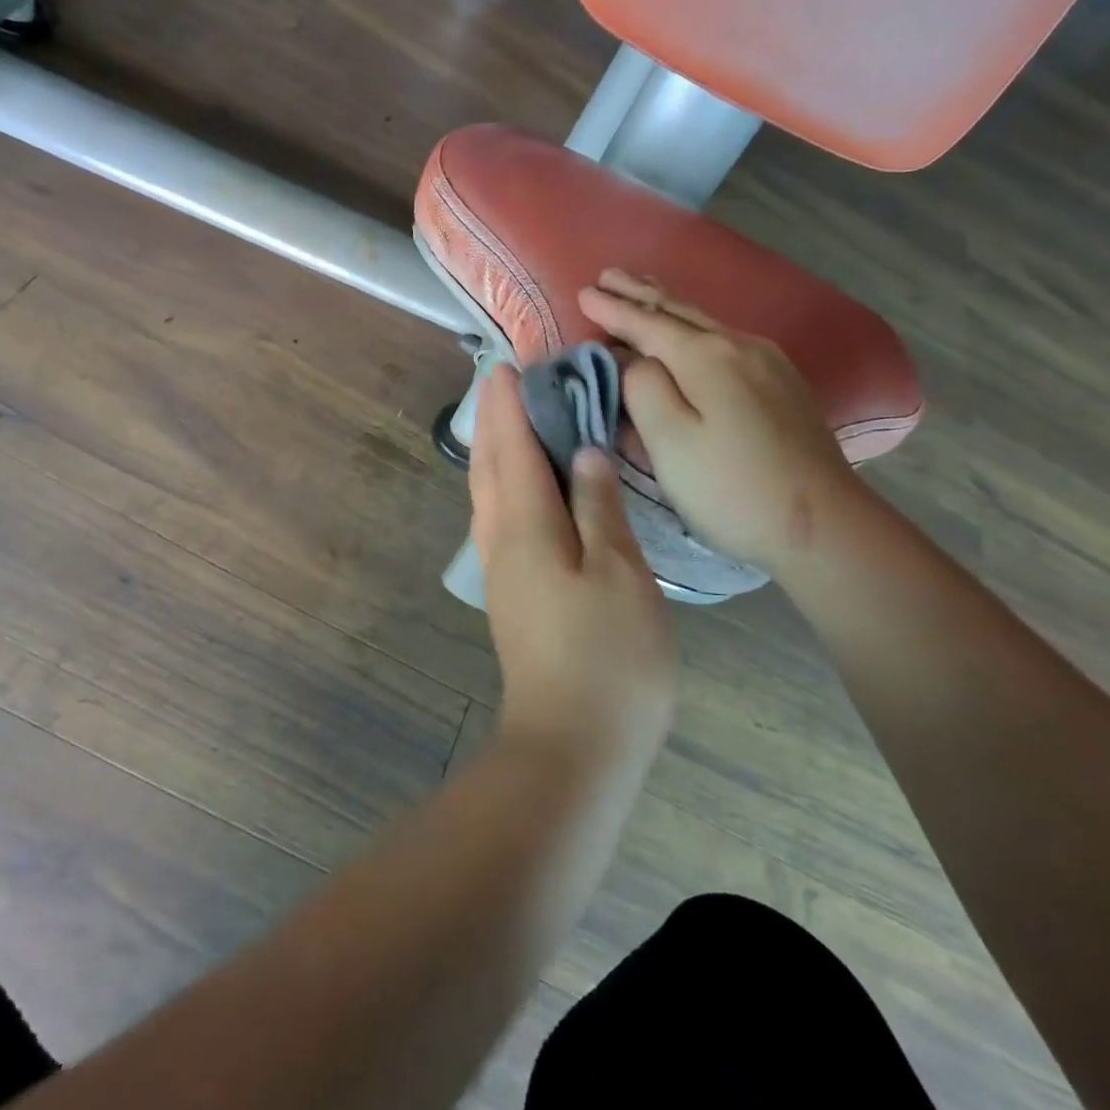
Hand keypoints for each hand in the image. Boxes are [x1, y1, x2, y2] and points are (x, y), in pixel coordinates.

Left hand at [468, 365, 677, 774]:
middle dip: (496, 423)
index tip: (508, 366)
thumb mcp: (620, 572)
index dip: (510, 406)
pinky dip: (506, 488)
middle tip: (505, 383)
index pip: (513, 449)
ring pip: (490, 496)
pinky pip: (500, 521)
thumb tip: (584, 454)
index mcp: (525, 527)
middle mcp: (501, 542)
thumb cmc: (608, 656)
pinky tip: (524, 490)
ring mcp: (502, 572)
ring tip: (512, 424)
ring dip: (496, 454)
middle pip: (492, 468)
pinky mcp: (513, 595)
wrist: (573, 743)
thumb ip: (599, 506)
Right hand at [579, 268, 865, 573]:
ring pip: (705, 323)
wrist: (822, 523)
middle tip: (608, 275)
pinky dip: (693, 328)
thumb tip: (633, 359)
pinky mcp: (782, 384)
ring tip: (642, 290)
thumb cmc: (730, 488)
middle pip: (679, 312)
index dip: (612, 310)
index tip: (583, 292)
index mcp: (706, 357)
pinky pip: (724, 340)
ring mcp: (767, 363)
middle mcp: (739, 346)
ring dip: (667, 306)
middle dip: (640, 294)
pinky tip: (691, 333)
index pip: (647, 323)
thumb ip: (642, 389)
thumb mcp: (670, 442)